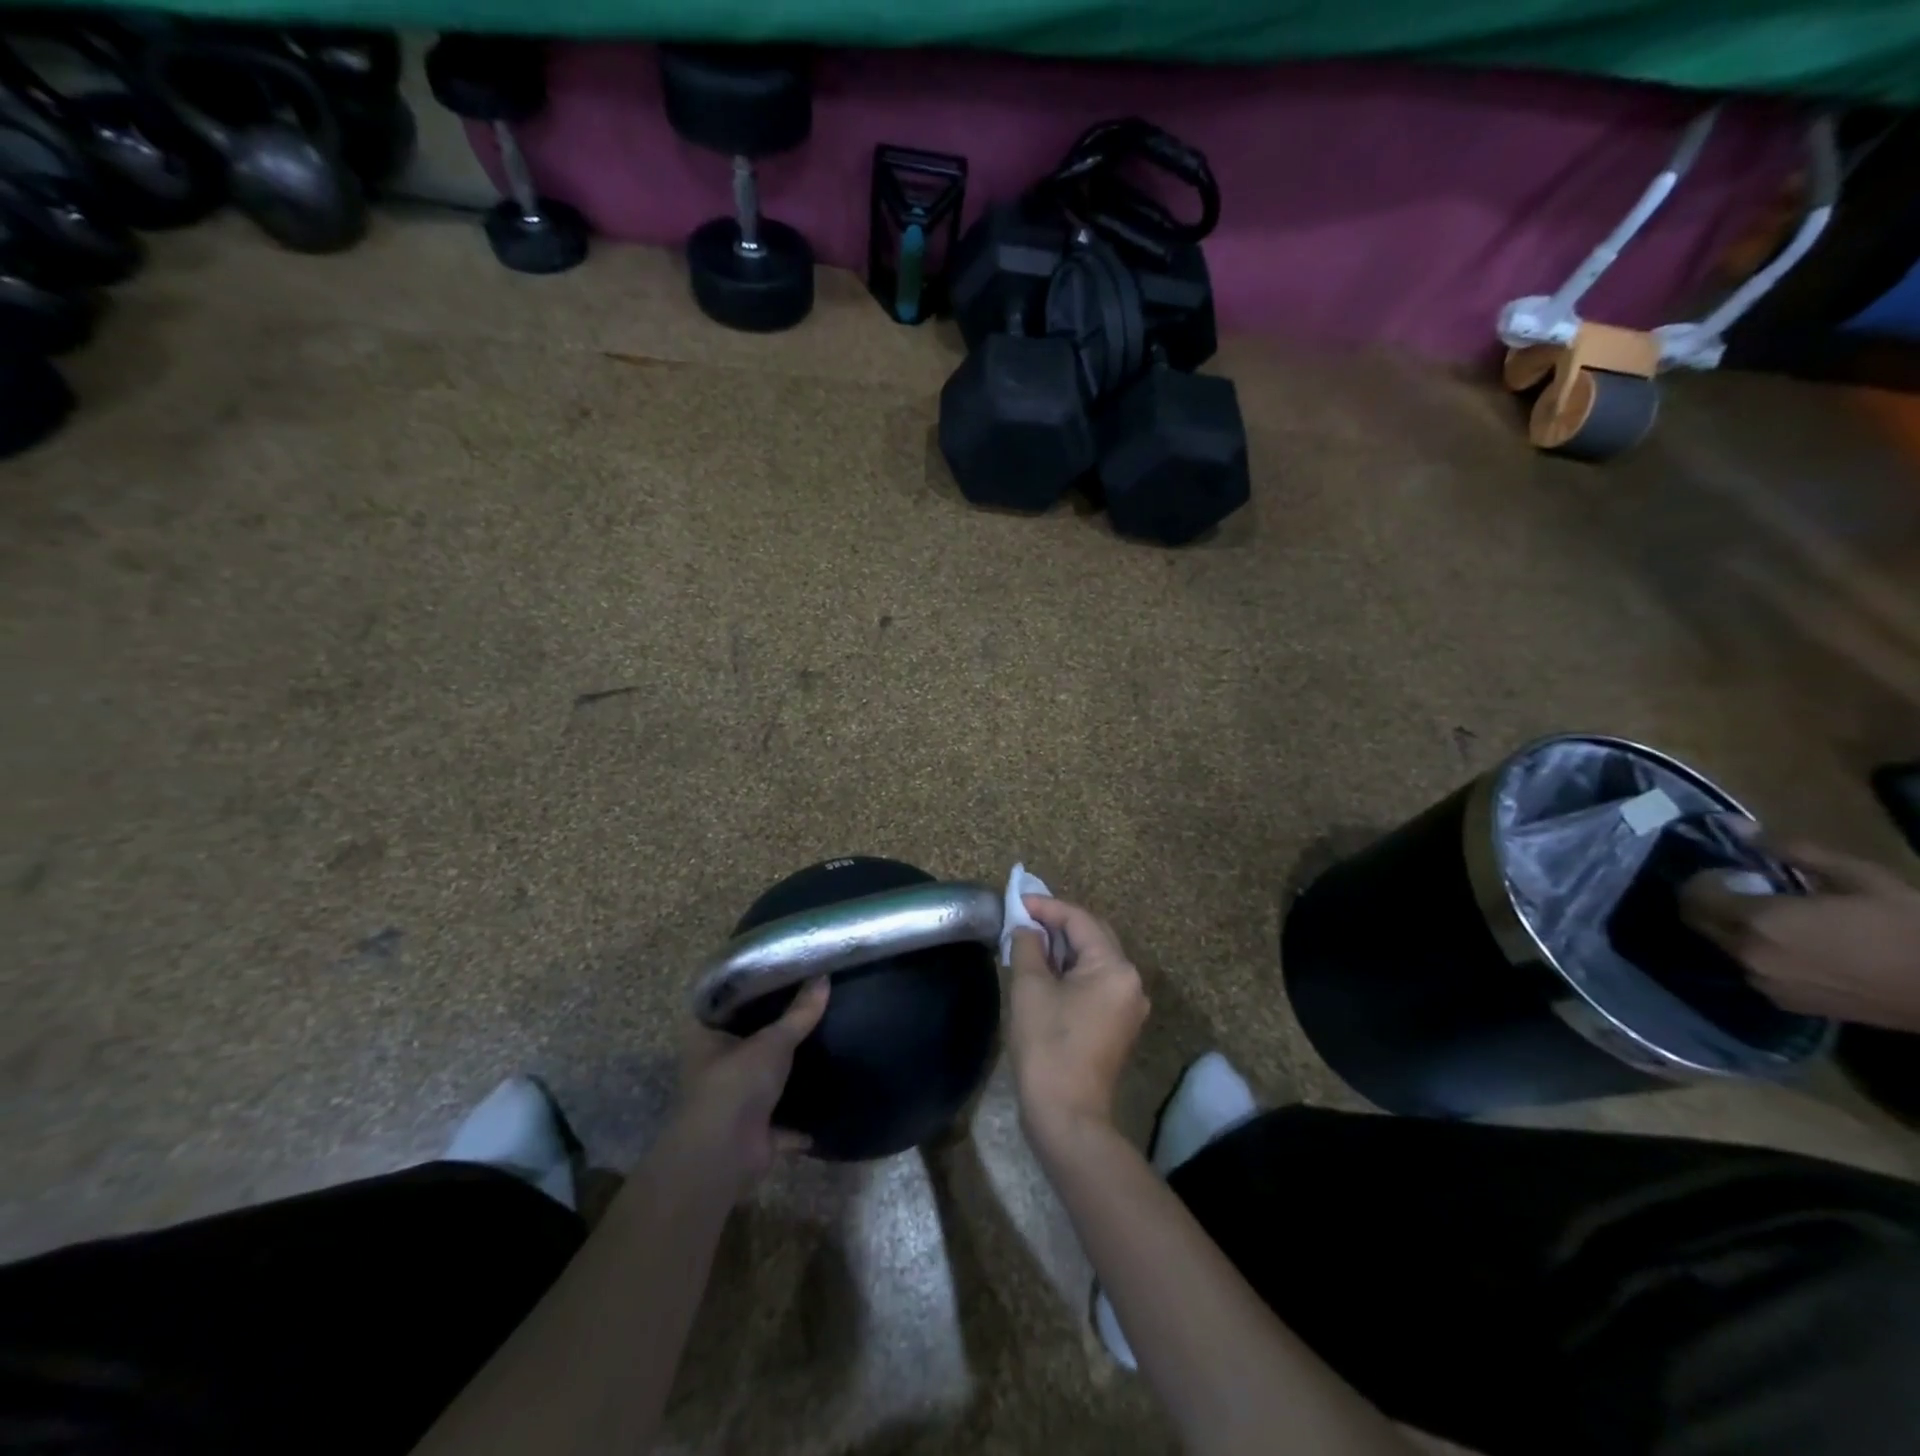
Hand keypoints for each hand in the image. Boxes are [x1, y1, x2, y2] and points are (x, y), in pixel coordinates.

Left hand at [676, 979, 829, 1194]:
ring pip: (765, 1082)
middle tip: (812, 1008)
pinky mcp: (753, 1134)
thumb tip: (824, 976)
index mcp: (706, 1039)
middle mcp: (715, 1069)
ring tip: (824, 1048)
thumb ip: (800, 1013)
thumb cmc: (736, 1084)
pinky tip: (825, 1104)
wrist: (724, 1155)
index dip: (753, 992)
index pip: (728, 1007)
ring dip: (787, 1076)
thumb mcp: (773, 1041)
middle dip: (775, 1034)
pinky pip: (783, 1122)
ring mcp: (733, 1103)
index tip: (784, 976)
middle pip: (749, 1044)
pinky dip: (800, 1121)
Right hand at [1008, 896, 1149, 1146]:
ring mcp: (1128, 1005)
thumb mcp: (1030, 988)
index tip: (1017, 902)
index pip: (1080, 920)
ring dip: (1063, 948)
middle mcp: (1131, 981)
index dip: (1047, 907)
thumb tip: (1027, 929)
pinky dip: (1072, 971)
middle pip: (1093, 936)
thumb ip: (1028, 946)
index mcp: (1115, 967)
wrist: (1067, 1115)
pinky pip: (1096, 983)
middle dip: (1058, 924)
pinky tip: (1046, 971)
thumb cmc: (1047, 1045)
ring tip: (1029, 940)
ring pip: (1094, 960)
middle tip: (1023, 918)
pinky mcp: (1118, 1024)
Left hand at [1682, 843, 1919, 1031]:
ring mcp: (1762, 983)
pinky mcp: (1783, 1002)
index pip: (1695, 894)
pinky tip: (1792, 946)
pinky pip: (1748, 969)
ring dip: (1730, 927)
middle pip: (1697, 921)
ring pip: (1720, 945)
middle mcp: (1747, 954)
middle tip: (1746, 892)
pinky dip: (1754, 951)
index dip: (1707, 879)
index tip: (1733, 872)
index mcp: (1759, 921)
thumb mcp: (1860, 877)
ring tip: (1774, 919)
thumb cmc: (1912, 928)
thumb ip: (1794, 852)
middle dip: (1710, 902)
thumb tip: (1742, 830)